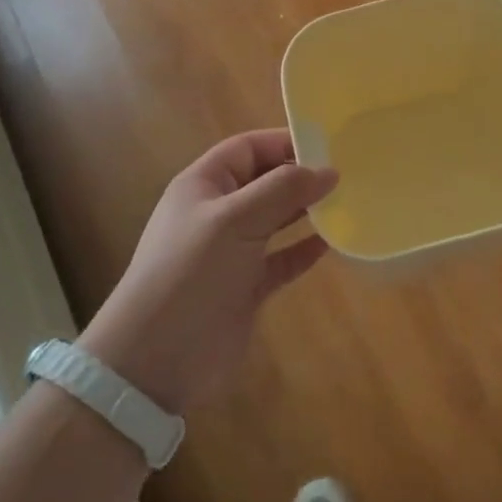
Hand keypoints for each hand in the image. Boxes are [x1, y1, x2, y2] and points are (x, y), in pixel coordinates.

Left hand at [79, 131, 336, 414]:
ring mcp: (231, 252)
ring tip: (346, 203)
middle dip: (300, 176)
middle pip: (264, 181)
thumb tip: (328, 171)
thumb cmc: (191, 273)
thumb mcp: (235, 220)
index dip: (284, 141)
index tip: (328, 145)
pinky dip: (303, 250)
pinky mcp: (245, 287)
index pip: (248, 148)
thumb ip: (283, 190)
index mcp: (204, 185)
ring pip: (275, 220)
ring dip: (306, 211)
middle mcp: (217, 213)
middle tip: (347, 174)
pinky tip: (330, 244)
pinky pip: (281, 259)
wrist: (155, 360)